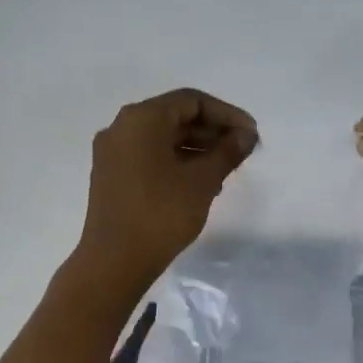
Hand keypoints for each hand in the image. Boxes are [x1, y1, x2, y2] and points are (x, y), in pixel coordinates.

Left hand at [74, 88, 257, 291]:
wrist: (114, 261)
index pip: (192, 101)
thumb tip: (245, 136)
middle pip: (175, 118)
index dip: (227, 115)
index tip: (251, 135)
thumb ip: (227, 152)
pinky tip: (200, 184)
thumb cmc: (161, 214)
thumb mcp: (202, 181)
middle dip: (212, 132)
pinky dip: (176, 163)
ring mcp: (112, 153)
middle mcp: (122, 127)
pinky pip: (149, 157)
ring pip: (162, 139)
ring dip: (196, 149)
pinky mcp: (111, 176)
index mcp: (142, 118)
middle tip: (242, 153)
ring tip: (226, 171)